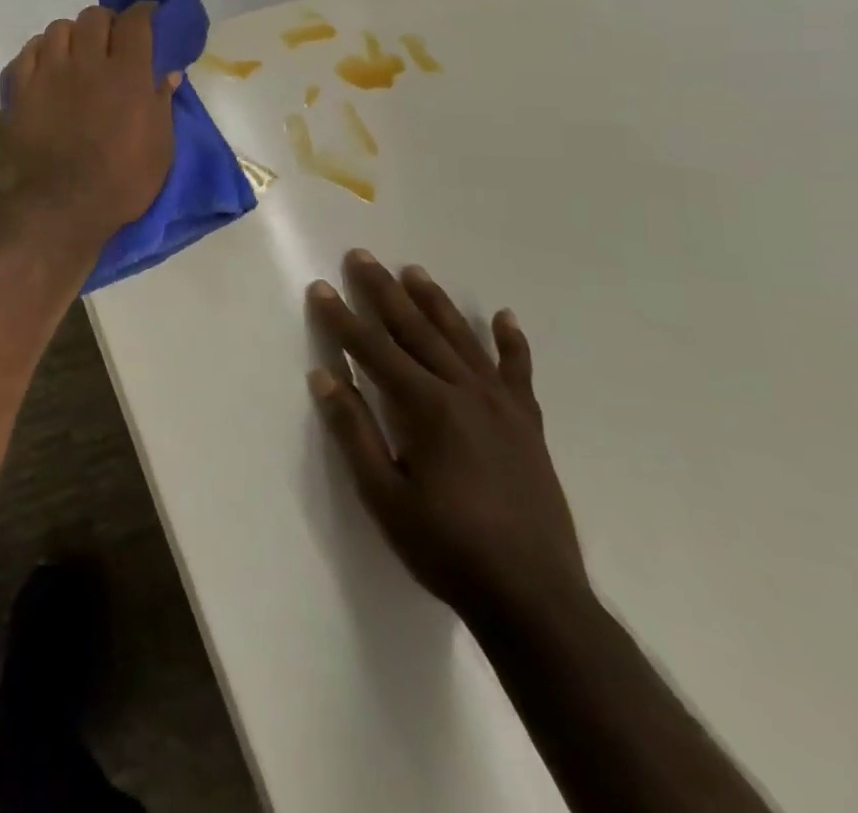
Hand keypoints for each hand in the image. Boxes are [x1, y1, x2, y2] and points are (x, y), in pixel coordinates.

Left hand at [3, 4, 179, 242]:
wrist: (65, 205)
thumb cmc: (123, 180)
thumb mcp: (160, 146)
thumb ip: (162, 102)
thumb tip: (168, 72)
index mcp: (127, 74)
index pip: (136, 21)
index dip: (144, 12)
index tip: (148, 17)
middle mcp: (88, 63)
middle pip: (95, 17)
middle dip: (108, 22)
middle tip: (112, 41)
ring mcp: (50, 73)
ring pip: (59, 28)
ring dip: (73, 35)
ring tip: (77, 53)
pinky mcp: (22, 89)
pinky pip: (29, 50)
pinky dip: (41, 50)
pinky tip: (49, 64)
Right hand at [308, 251, 588, 626]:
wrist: (536, 600)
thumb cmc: (446, 547)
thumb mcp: (384, 495)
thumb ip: (354, 430)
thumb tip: (324, 375)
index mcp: (426, 407)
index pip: (372, 349)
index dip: (341, 318)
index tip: (320, 287)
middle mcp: (465, 393)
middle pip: (416, 330)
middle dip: (384, 292)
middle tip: (362, 257)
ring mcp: (502, 407)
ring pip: (462, 340)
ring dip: (435, 303)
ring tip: (414, 271)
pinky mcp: (528, 426)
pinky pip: (519, 373)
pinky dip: (511, 343)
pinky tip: (504, 317)